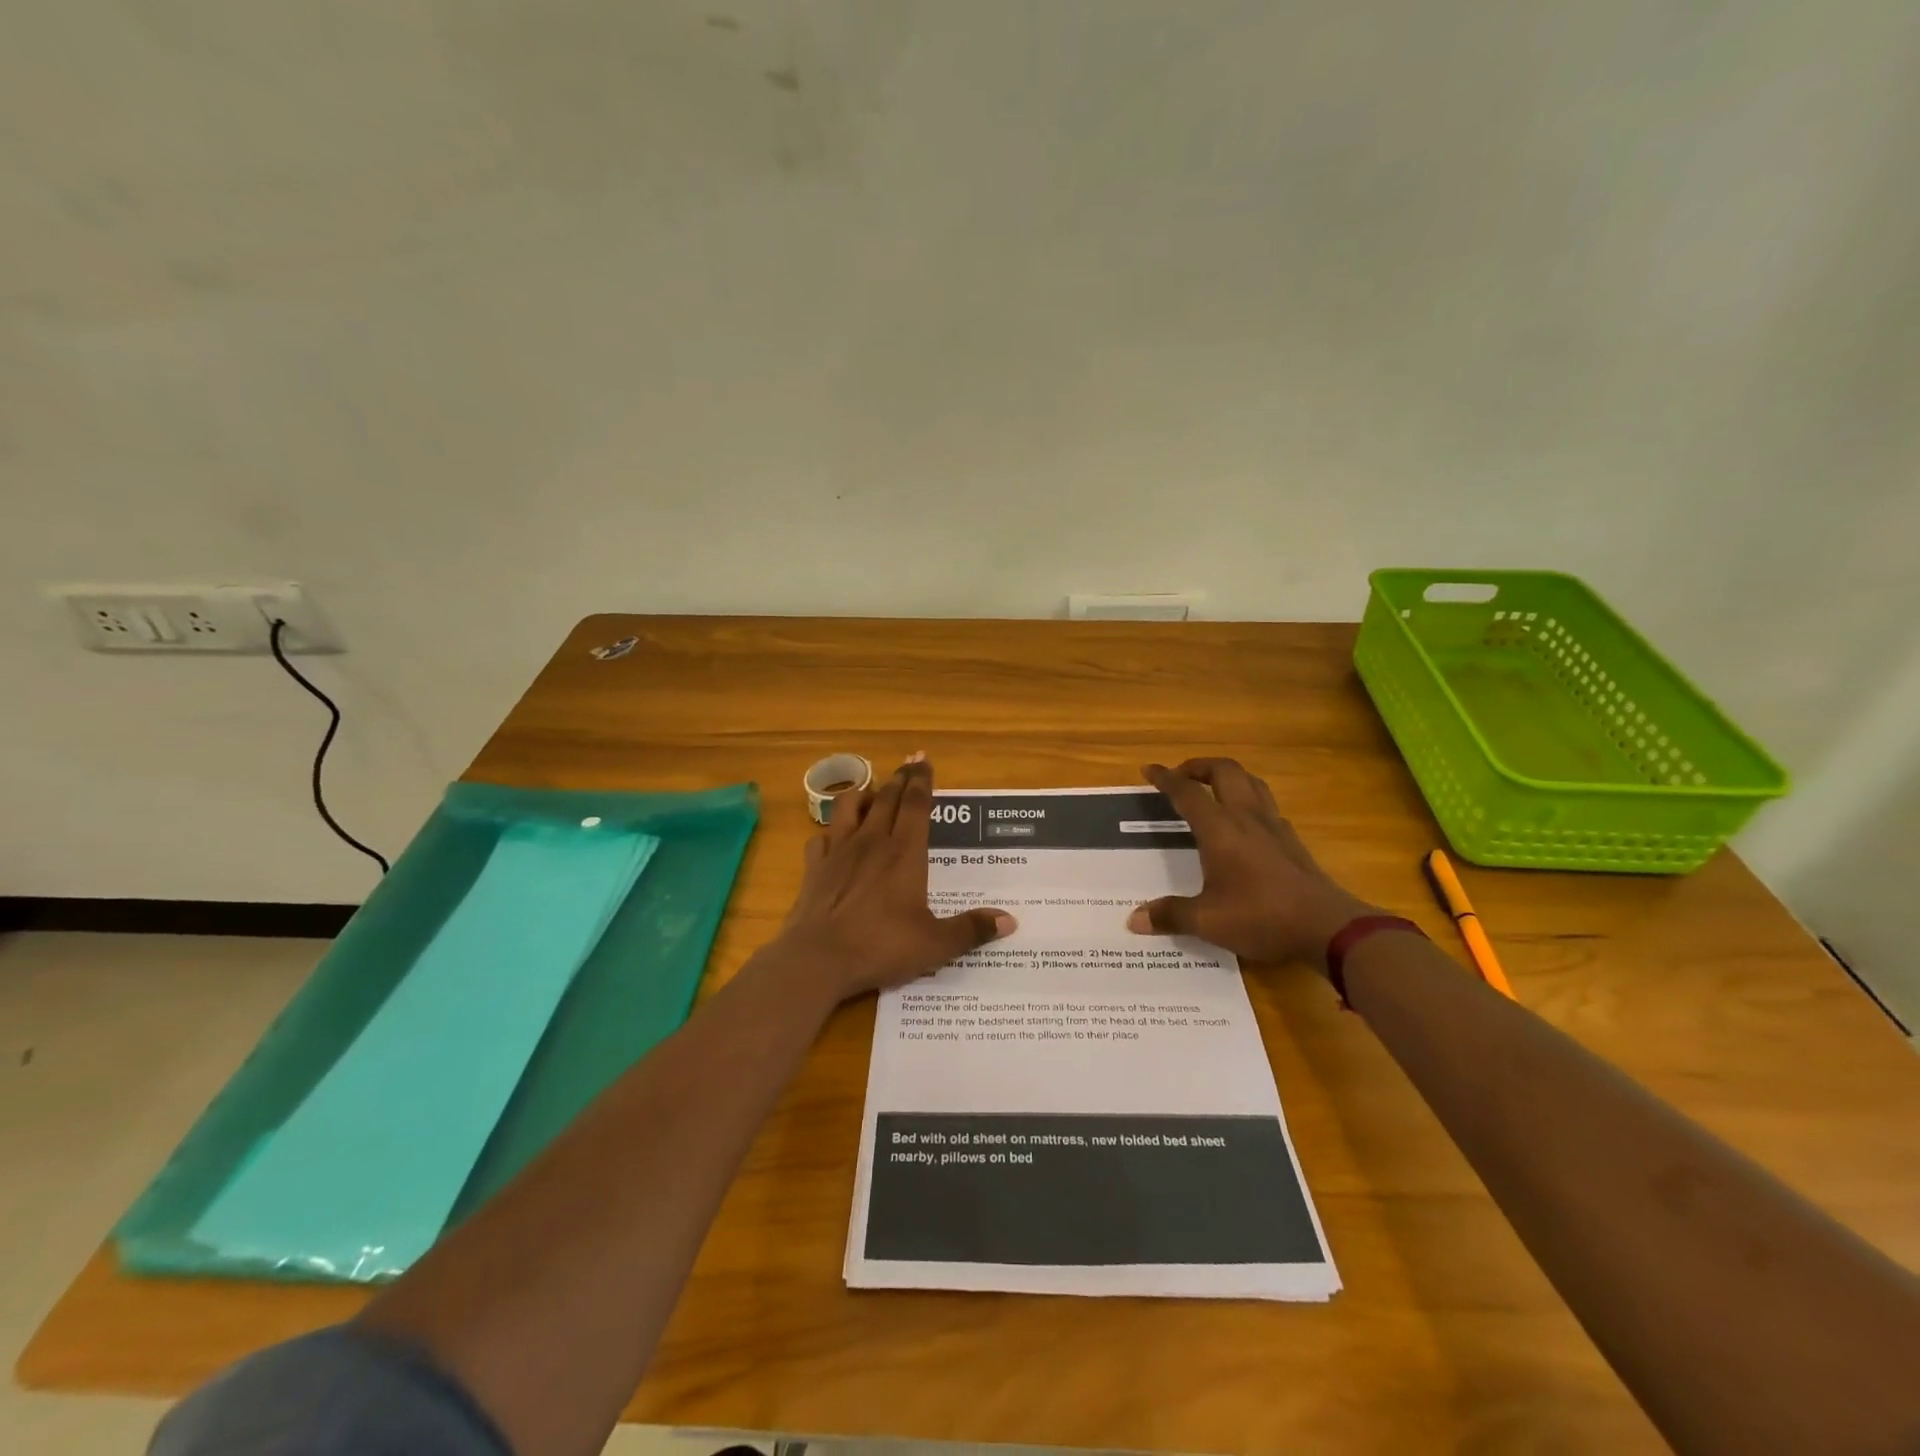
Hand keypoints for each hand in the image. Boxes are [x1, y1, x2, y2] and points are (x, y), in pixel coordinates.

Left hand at [774, 754, 1015, 1001]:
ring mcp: (838, 852)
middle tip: (908, 764)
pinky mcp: (814, 867)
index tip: (924, 759)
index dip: (922, 780)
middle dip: (899, 779)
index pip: (916, 804)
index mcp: (905, 853)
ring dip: (862, 794)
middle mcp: (872, 842)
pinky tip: (834, 838)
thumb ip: (971, 929)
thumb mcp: (935, 944)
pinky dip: (830, 832)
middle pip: (887, 798)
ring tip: (872, 793)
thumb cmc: (881, 946)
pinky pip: (821, 837)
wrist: (818, 959)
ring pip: (849, 807)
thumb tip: (1010, 920)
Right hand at [1127, 758, 1378, 967]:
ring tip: (1212, 789)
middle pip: (1224, 771)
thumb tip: (1135, 919)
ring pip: (1251, 781)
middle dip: (1199, 766)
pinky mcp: (1292, 840)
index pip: (1187, 792)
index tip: (1148, 770)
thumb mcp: (1208, 921)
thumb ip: (1170, 915)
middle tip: (1182, 776)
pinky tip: (1245, 822)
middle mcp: (1246, 817)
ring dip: (1228, 776)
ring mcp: (1274, 826)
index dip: (1165, 778)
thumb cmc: (1261, 917)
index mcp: (1219, 829)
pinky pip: (1267, 804)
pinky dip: (1249, 800)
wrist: (1327, 927)